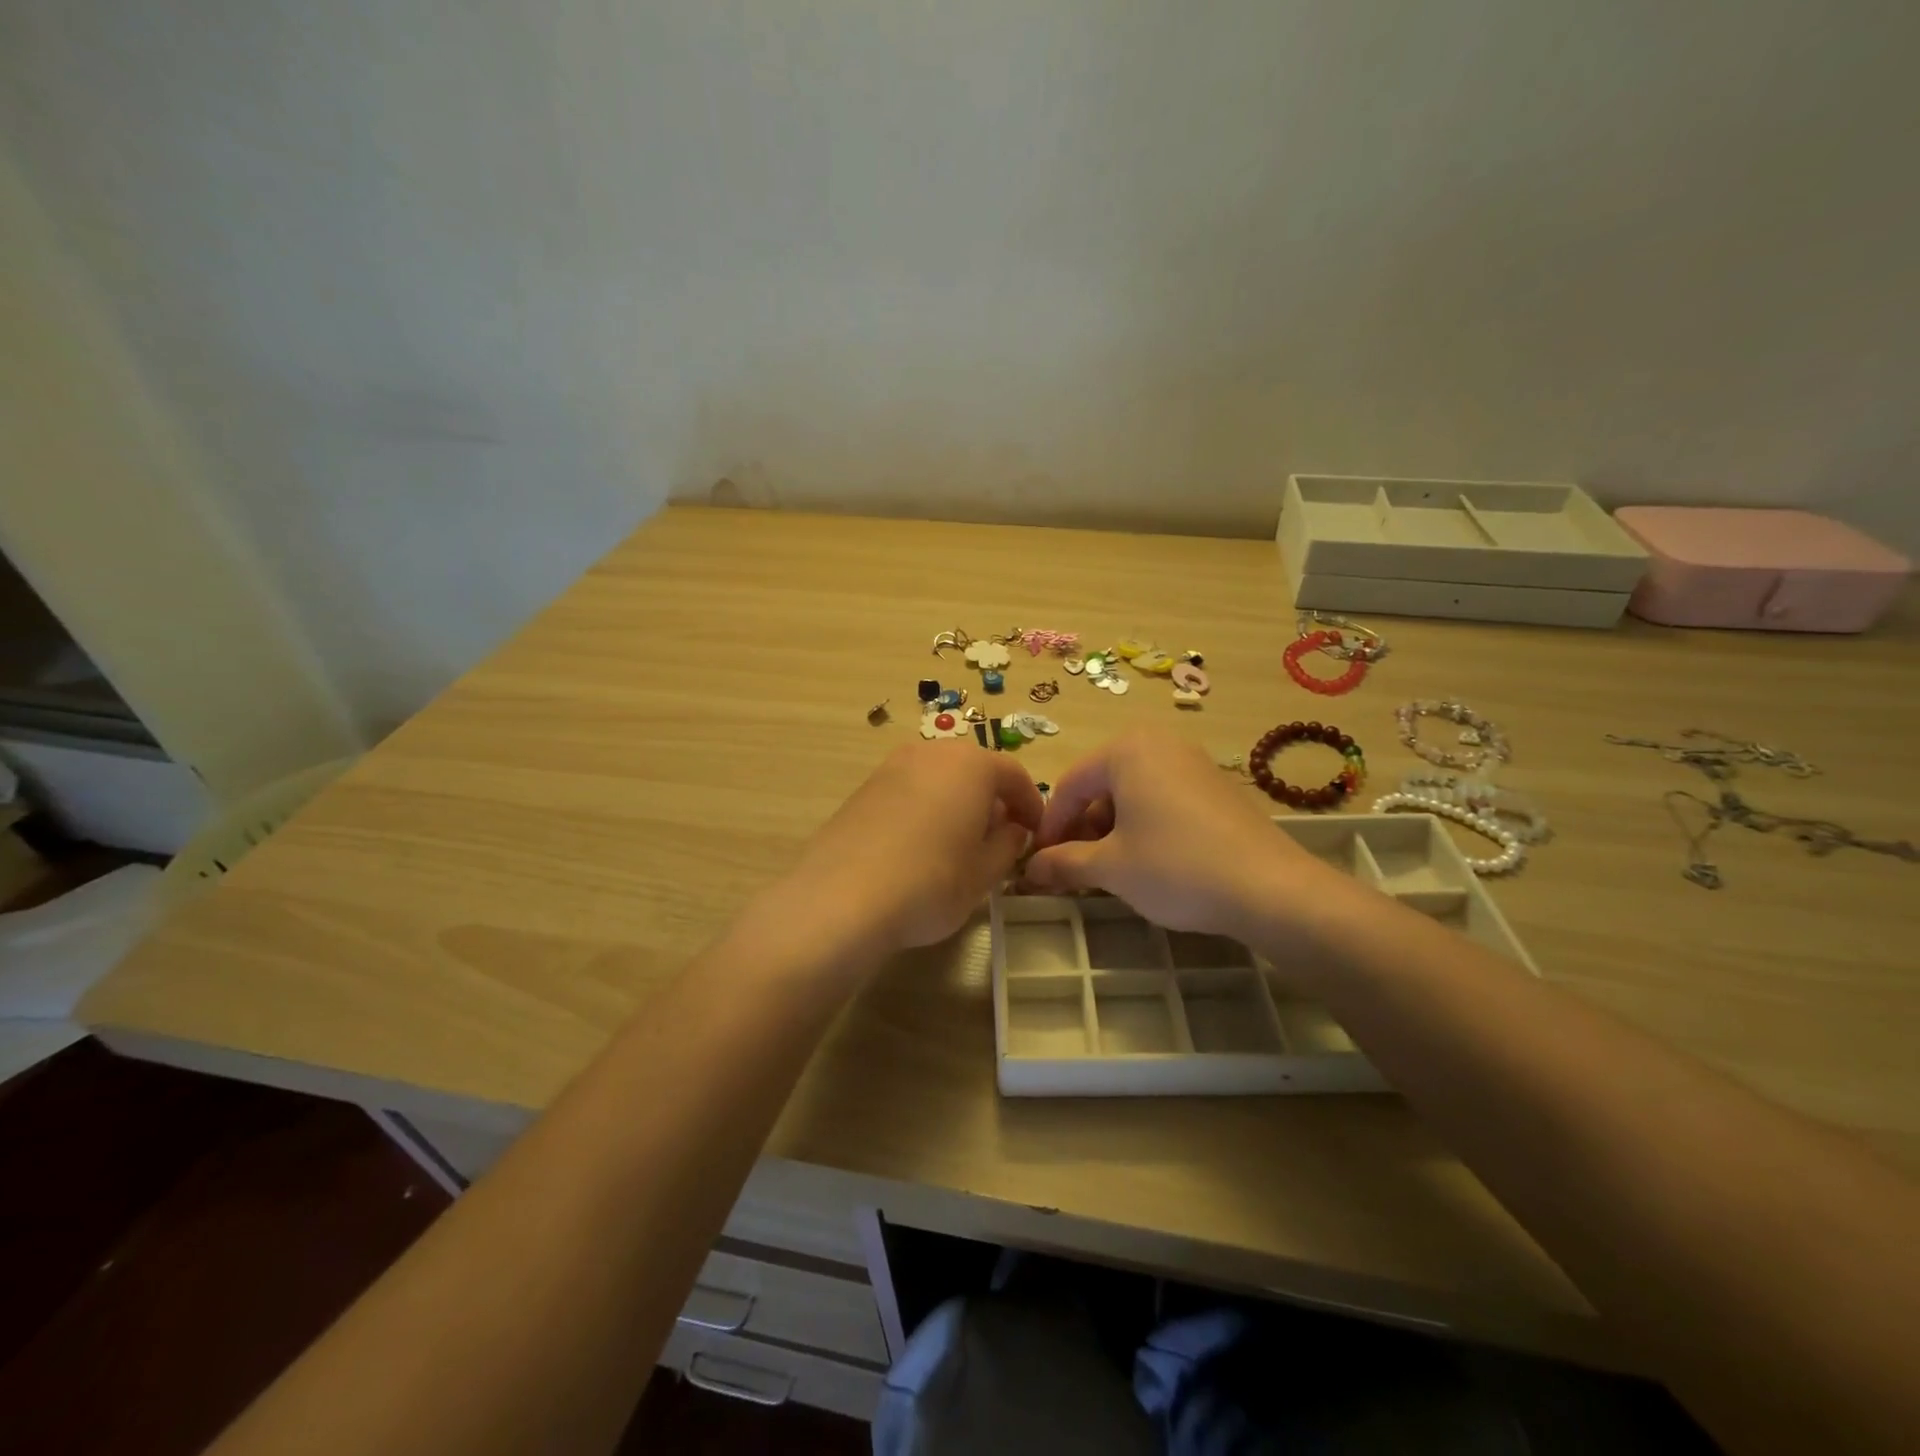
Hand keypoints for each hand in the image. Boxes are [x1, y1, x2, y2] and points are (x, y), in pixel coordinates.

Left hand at [776, 740, 1044, 955]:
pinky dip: (925, 808)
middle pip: (974, 770)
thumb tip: (1012, 830)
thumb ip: (1007, 845)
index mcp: (971, 765)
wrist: (842, 897)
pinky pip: (909, 790)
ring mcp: (892, 766)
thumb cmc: (931, 882)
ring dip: (956, 802)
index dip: (1031, 804)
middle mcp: (931, 752)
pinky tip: (919, 846)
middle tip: (999, 838)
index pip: (1014, 775)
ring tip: (958, 844)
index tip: (1035, 833)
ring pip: (939, 778)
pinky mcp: (864, 788)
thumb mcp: (984, 872)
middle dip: (992, 800)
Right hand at [1025, 729, 1340, 940]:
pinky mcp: (1216, 786)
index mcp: (1126, 749)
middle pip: (1101, 786)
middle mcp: (1159, 743)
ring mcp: (1192, 762)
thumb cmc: (1175, 867)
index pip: (1069, 786)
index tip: (1039, 863)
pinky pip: (1162, 799)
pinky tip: (1147, 863)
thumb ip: (1064, 863)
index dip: (1049, 828)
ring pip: (1132, 794)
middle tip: (1073, 870)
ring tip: (1107, 872)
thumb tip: (1030, 871)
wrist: (1270, 888)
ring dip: (1110, 832)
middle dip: (1081, 830)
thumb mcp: (1111, 867)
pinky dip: (1143, 827)